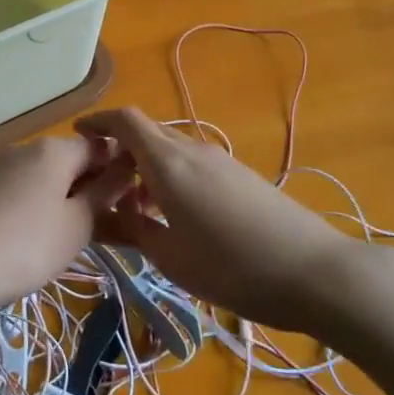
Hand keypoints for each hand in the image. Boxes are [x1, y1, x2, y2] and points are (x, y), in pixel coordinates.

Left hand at [0, 137, 119, 315]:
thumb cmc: (27, 246)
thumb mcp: (77, 224)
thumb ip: (105, 193)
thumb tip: (126, 167)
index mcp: (55, 149)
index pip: (102, 148)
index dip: (122, 173)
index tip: (134, 206)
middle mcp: (28, 148)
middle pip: (75, 161)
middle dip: (95, 190)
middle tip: (112, 229)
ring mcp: (4, 167)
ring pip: (51, 178)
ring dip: (71, 201)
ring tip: (81, 239)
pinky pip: (29, 190)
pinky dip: (45, 207)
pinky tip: (45, 239)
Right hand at [75, 107, 365, 331]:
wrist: (315, 272)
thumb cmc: (232, 268)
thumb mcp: (171, 257)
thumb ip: (134, 230)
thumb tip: (110, 213)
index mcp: (169, 163)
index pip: (126, 121)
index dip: (99, 122)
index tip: (79, 135)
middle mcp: (194, 150)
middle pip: (148, 132)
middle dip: (121, 149)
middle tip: (103, 184)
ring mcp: (222, 160)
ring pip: (172, 148)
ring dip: (148, 166)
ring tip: (138, 209)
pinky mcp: (242, 175)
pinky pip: (194, 162)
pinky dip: (173, 175)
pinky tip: (176, 214)